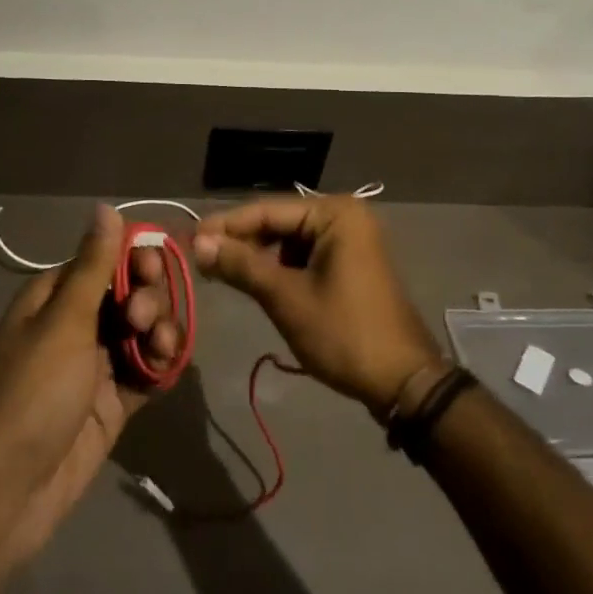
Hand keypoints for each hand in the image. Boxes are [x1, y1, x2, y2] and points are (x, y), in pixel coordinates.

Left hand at [0, 204, 181, 571]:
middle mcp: (78, 323)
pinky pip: (148, 370)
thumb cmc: (33, 392)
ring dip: (160, 331)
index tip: (151, 269)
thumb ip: (94, 265)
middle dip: (147, 298)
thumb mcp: (65, 321)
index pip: (106, 258)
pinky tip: (166, 368)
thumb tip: (105, 207)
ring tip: (158, 350)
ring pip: (145, 330)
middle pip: (131, 291)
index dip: (135, 258)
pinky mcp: (114, 401)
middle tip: (141, 320)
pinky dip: (161, 365)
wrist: (10, 491)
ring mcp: (97, 363)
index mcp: (57, 296)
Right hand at [193, 197, 440, 415]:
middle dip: (240, 241)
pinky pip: (305, 256)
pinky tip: (253, 281)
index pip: (267, 210)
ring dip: (257, 256)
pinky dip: (279, 268)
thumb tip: (199, 243)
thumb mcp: (286, 298)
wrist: (403, 383)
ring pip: (289, 241)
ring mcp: (351, 240)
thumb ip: (241, 265)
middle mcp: (344, 216)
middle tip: (200, 257)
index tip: (189, 237)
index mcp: (335, 214)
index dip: (225, 225)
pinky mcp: (350, 263)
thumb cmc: (344, 334)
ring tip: (220, 271)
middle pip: (279, 222)